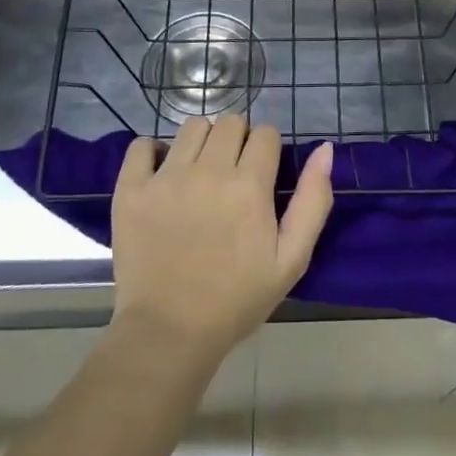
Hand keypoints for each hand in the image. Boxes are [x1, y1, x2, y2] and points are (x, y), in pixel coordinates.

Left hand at [110, 115, 333, 366]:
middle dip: (238, 140)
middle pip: (230, 122)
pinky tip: (161, 172)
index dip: (268, 150)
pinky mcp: (131, 190)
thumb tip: (324, 149)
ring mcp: (165, 177)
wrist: (169, 334)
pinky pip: (141, 145)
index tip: (262, 174)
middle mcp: (208, 171)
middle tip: (233, 174)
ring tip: (199, 172)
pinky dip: (152, 151)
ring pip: (192, 126)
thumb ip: (313, 200)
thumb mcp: (292, 259)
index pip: (266, 133)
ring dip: (202, 141)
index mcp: (249, 185)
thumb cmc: (237, 299)